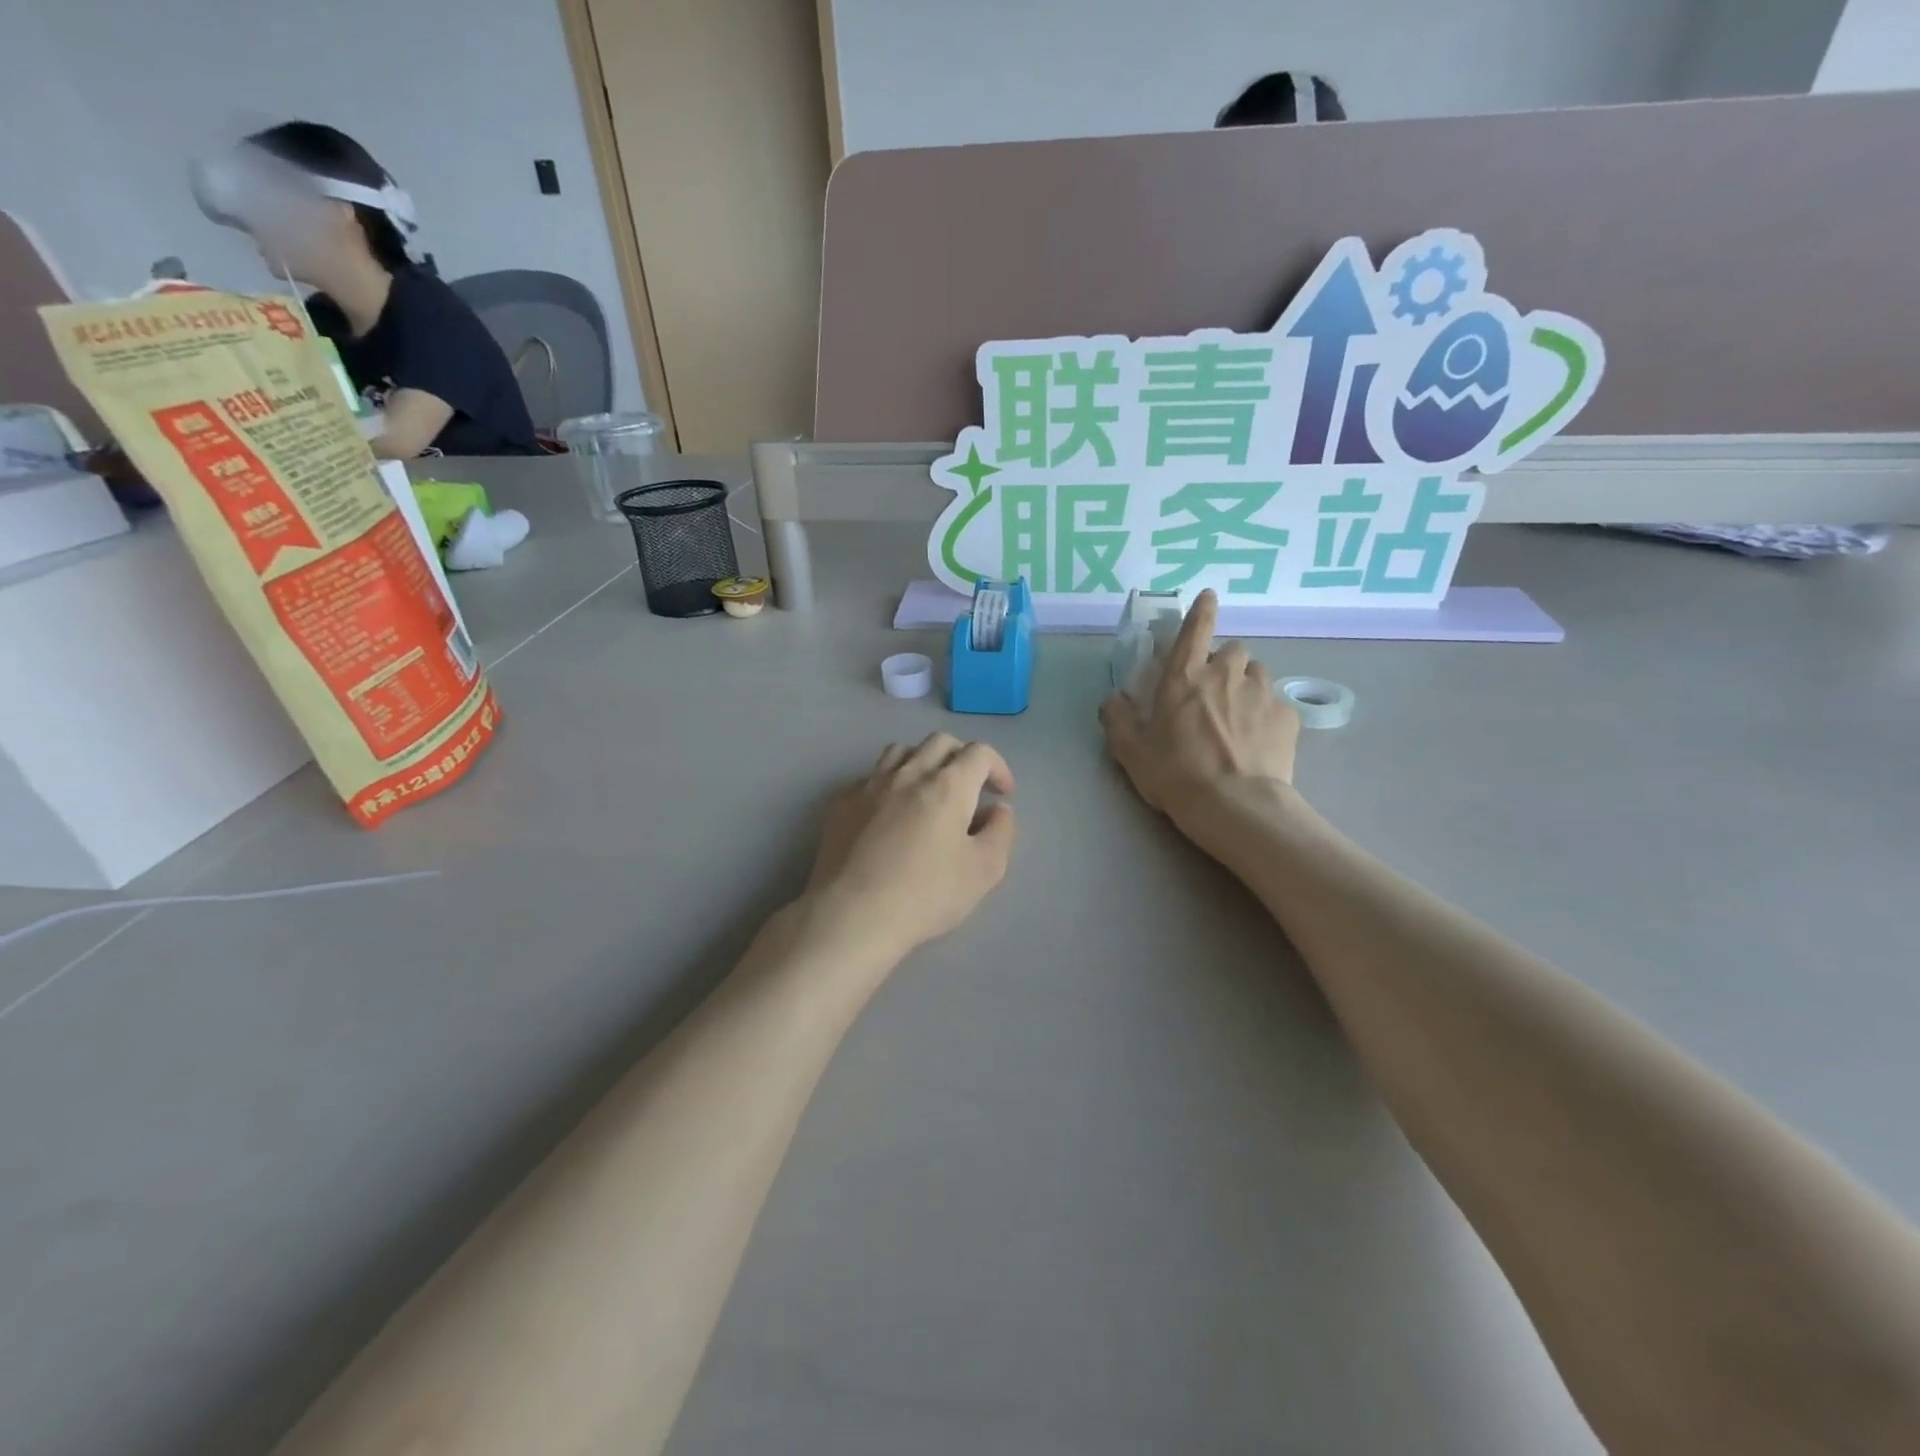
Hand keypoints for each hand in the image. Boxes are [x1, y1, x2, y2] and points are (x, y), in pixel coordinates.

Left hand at [801, 733, 1017, 963]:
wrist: (852, 915)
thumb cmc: (925, 895)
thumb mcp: (984, 871)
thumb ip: (1000, 832)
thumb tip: (998, 809)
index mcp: (948, 785)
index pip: (980, 753)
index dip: (998, 767)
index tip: (1002, 793)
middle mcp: (908, 773)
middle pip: (940, 742)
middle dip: (962, 757)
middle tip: (970, 788)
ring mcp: (870, 785)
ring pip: (901, 751)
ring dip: (923, 761)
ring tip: (928, 790)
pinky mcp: (841, 803)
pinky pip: (870, 777)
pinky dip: (889, 783)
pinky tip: (889, 812)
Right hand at [1100, 590, 1298, 819]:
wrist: (1234, 806)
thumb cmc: (1175, 773)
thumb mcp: (1131, 750)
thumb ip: (1118, 718)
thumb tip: (1113, 697)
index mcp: (1184, 676)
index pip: (1196, 628)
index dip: (1202, 609)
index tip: (1209, 596)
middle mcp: (1225, 674)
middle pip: (1233, 650)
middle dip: (1224, 663)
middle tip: (1214, 691)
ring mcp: (1261, 693)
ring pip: (1258, 674)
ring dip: (1247, 685)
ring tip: (1240, 716)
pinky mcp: (1287, 718)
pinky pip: (1277, 705)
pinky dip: (1268, 715)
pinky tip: (1260, 741)